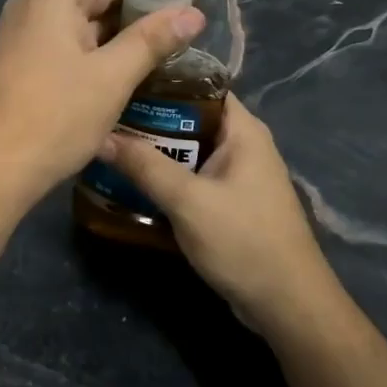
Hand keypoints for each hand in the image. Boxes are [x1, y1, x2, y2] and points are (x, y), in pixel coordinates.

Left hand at [0, 0, 205, 209]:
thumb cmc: (54, 117)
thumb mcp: (111, 77)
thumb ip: (152, 40)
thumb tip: (192, 13)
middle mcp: (31, 5)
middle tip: (179, 2)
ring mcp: (20, 33)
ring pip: (77, 12)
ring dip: (117, 17)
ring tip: (159, 28)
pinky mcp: (18, 60)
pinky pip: (63, 35)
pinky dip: (96, 38)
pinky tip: (122, 54)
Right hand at [100, 94, 335, 333]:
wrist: (287, 307)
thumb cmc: (244, 242)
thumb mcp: (189, 201)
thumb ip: (144, 166)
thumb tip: (99, 136)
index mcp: (243, 131)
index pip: (199, 85)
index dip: (161, 79)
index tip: (121, 79)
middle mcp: (241, 146)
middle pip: (188, 118)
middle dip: (148, 118)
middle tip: (103, 116)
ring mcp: (235, 176)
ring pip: (186, 151)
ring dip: (152, 151)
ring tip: (107, 145)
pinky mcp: (227, 203)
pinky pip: (189, 178)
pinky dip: (164, 177)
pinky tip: (129, 182)